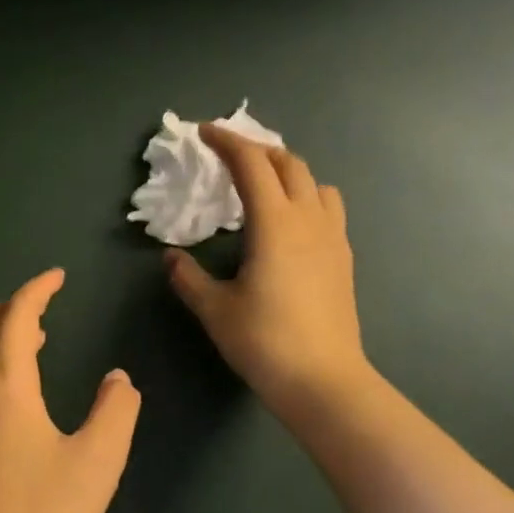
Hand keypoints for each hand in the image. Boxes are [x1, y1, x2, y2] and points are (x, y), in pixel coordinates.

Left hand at [0, 268, 141, 512]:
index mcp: (3, 387)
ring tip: (35, 339)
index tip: (58, 276)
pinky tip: (15, 391)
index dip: (36, 290)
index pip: (15, 319)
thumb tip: (118, 381)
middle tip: (46, 304)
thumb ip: (116, 409)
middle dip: (11, 307)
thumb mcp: (99, 459)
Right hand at [166, 124, 370, 420]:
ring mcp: (333, 238)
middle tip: (229, 157)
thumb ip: (188, 278)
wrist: (322, 380)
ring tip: (264, 188)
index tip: (204, 133)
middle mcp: (309, 220)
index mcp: (275, 224)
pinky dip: (306, 198)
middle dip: (258, 150)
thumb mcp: (215, 310)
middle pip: (289, 163)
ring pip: (316, 183)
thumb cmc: (263, 342)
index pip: (251, 165)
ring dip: (288, 172)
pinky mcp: (343, 259)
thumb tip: (170, 258)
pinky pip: (328, 209)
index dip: (226, 142)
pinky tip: (289, 226)